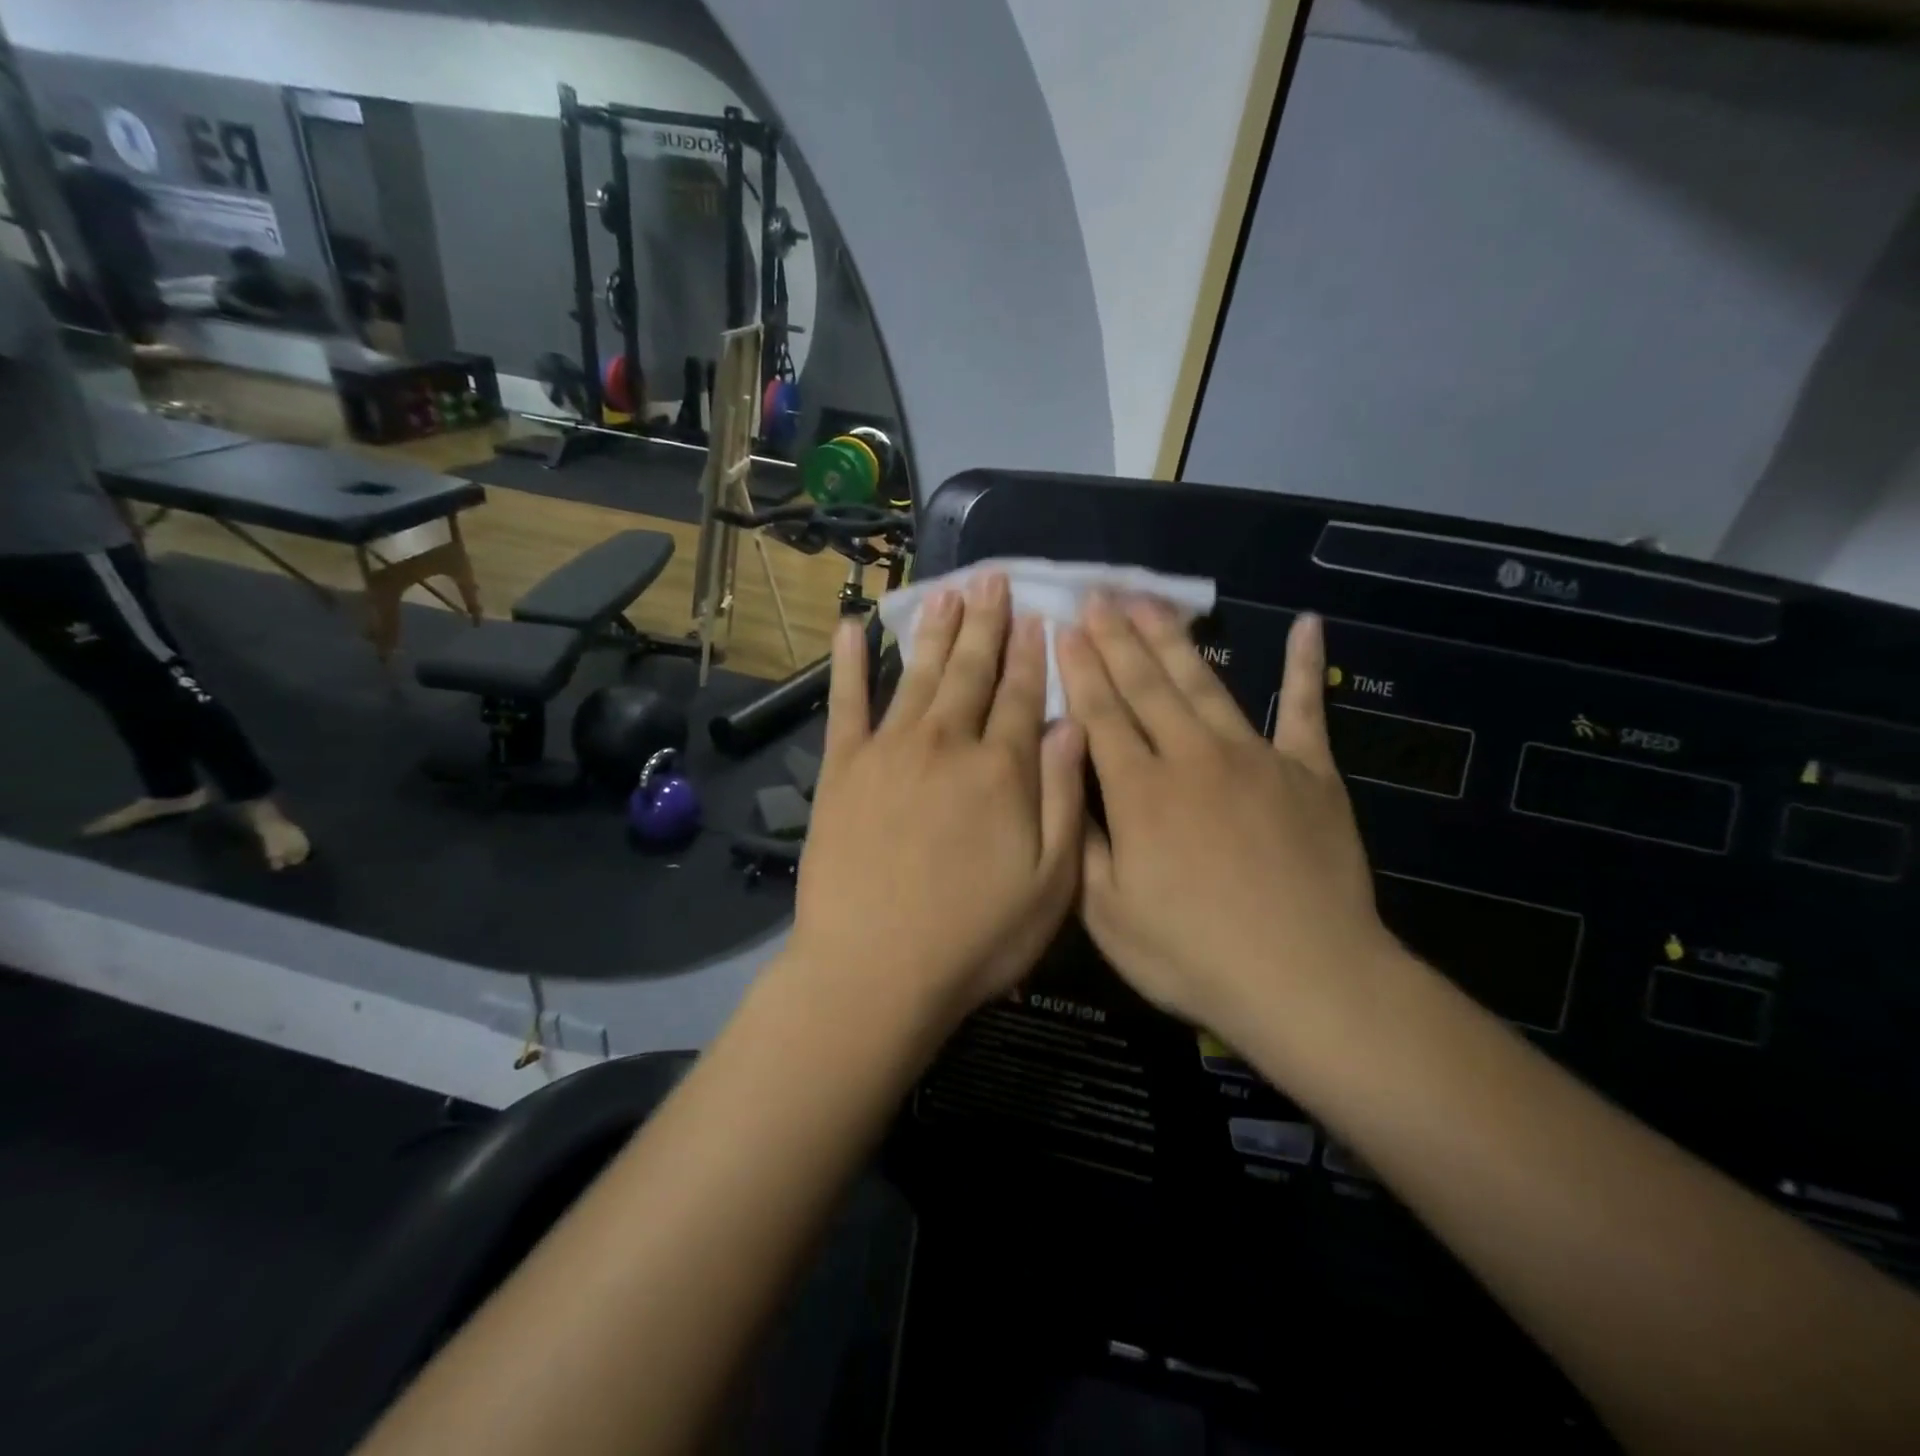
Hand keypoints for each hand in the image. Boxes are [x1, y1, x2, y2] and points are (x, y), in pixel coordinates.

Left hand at [788, 572, 1086, 1024]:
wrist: (874, 970)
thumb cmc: (974, 938)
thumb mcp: (1051, 883)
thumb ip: (1062, 796)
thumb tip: (1070, 724)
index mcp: (1001, 769)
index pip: (1023, 695)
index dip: (1033, 653)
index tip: (1039, 614)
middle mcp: (946, 744)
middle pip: (972, 672)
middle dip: (988, 623)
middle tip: (993, 579)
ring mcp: (888, 751)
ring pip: (920, 675)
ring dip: (937, 631)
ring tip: (949, 592)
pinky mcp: (842, 769)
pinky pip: (846, 703)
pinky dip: (849, 663)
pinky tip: (850, 627)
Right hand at [1058, 602, 1393, 1037]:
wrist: (1306, 978)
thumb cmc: (1193, 955)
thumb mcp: (1108, 915)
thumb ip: (1083, 842)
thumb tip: (1065, 783)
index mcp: (1140, 791)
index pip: (1101, 714)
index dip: (1080, 669)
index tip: (1064, 628)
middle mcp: (1192, 757)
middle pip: (1147, 685)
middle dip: (1116, 638)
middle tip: (1097, 597)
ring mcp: (1256, 757)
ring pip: (1205, 684)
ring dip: (1174, 640)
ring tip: (1150, 602)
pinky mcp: (1310, 772)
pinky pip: (1307, 708)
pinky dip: (1307, 666)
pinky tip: (1308, 625)